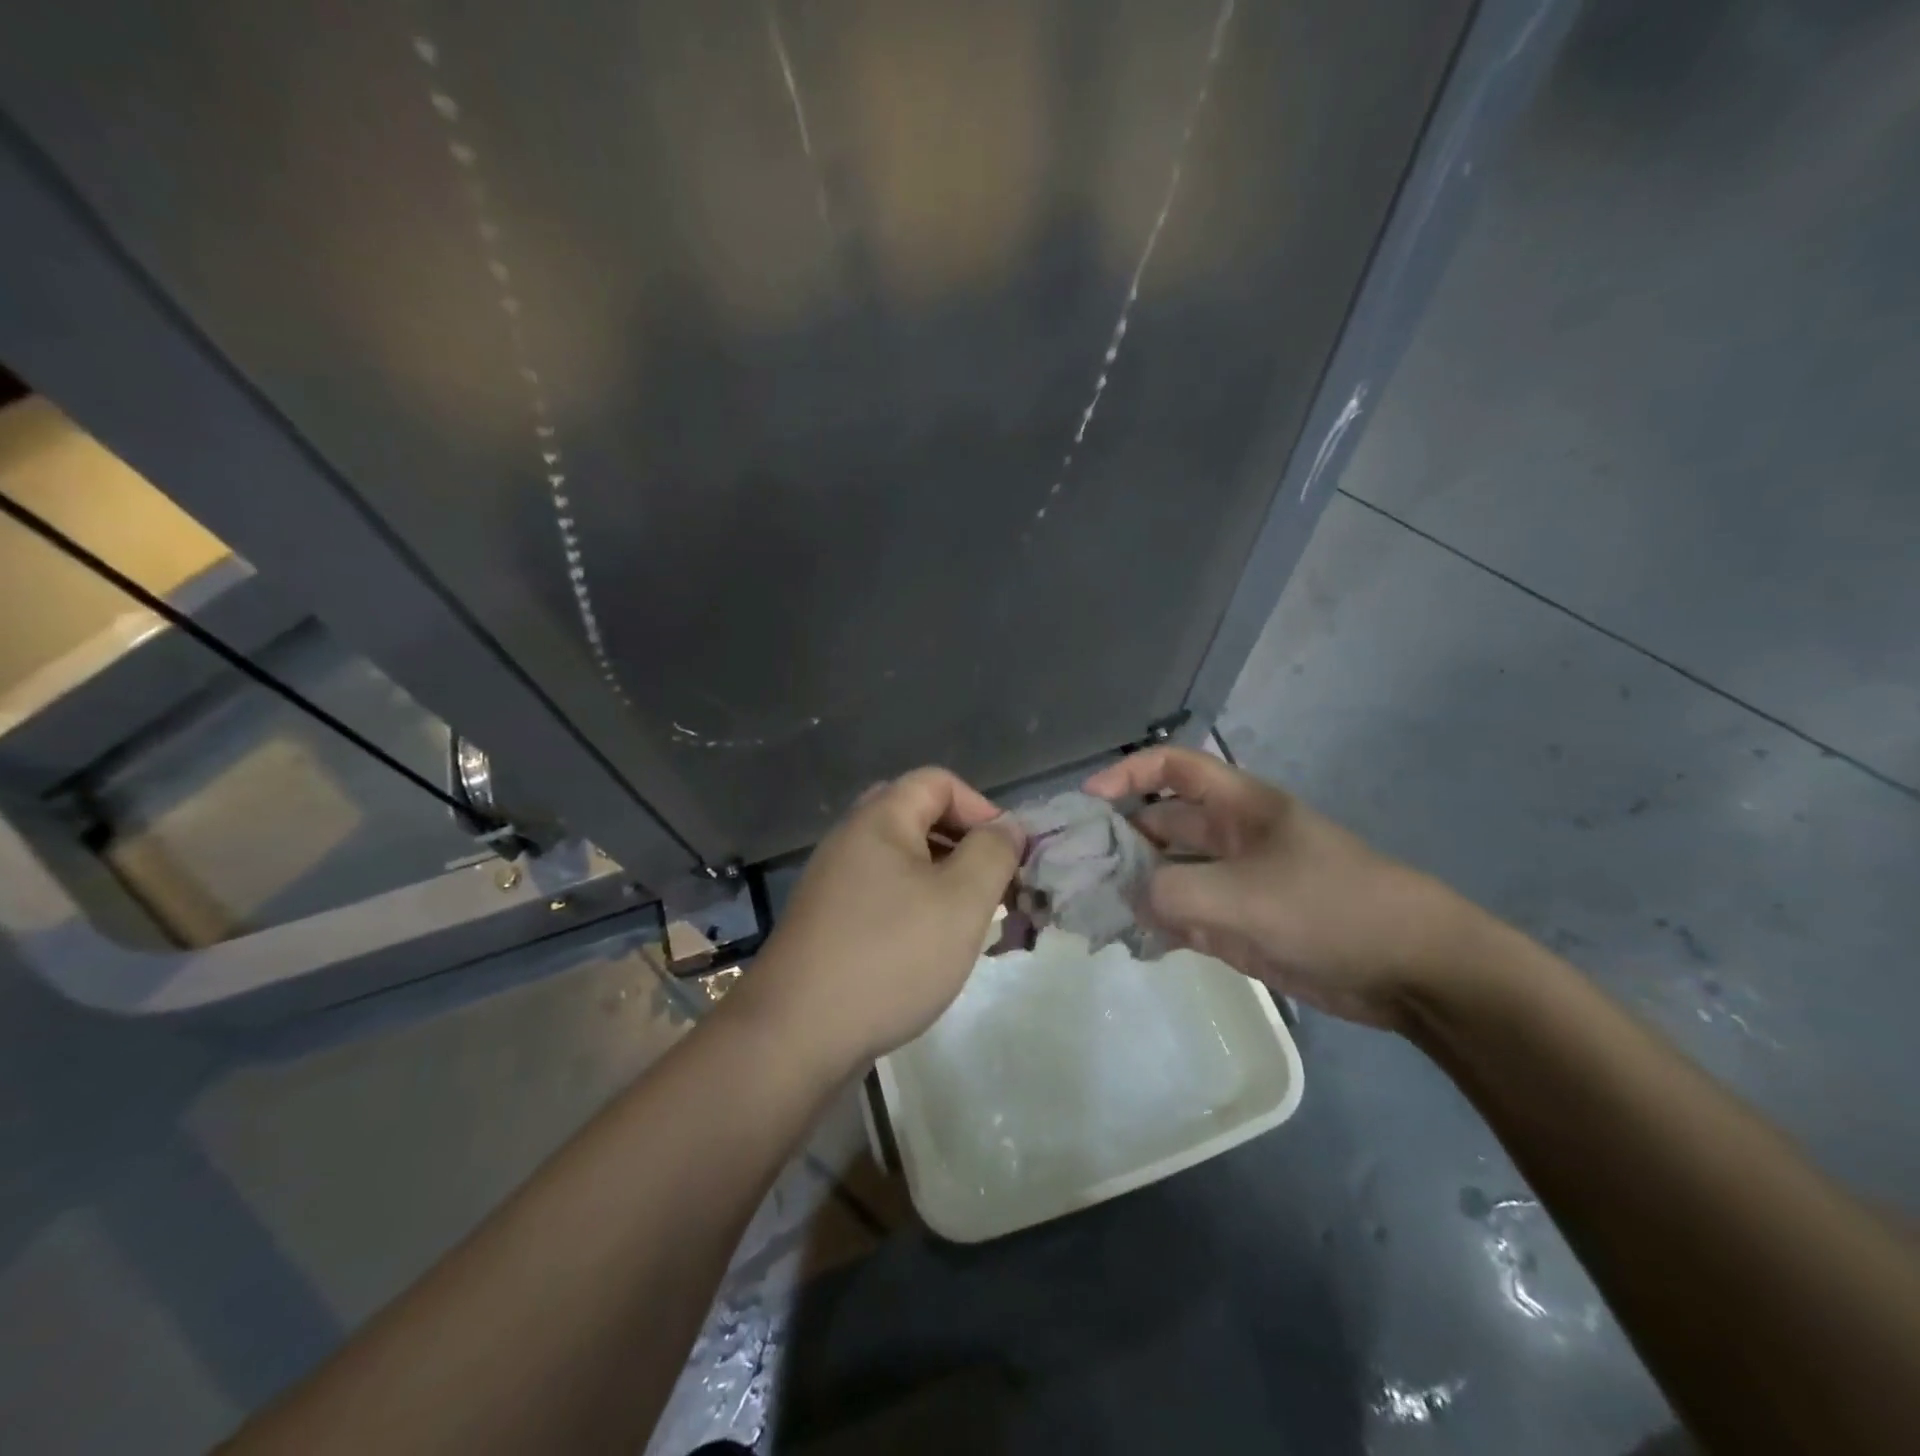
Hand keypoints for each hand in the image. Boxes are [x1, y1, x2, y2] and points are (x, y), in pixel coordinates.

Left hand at [728, 768, 1024, 1072]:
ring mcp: (835, 882)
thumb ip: (993, 853)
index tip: (1010, 855)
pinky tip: (933, 947)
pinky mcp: (829, 921)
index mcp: (879, 819)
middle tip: (993, 885)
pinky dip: (917, 906)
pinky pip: (884, 894)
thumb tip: (1007, 826)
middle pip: (919, 817)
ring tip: (973, 921)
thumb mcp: (961, 901)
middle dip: (965, 845)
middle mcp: (851, 840)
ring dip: (945, 880)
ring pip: (903, 861)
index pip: (939, 782)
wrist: (795, 1035)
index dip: (983, 807)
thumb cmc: (889, 956)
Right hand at [1084, 747, 1466, 1029]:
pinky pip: (1186, 915)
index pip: (1172, 768)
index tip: (1088, 801)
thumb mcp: (1242, 895)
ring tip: (1090, 909)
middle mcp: (1230, 838)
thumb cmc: (1329, 908)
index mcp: (1237, 807)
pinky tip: (1130, 940)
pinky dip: (1157, 924)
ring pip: (1168, 874)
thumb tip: (1128, 898)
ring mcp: (1235, 883)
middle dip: (1119, 840)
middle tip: (1074, 870)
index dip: (1127, 774)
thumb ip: (1171, 892)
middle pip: (1160, 824)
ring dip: (1133, 887)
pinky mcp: (1241, 925)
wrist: (1413, 970)